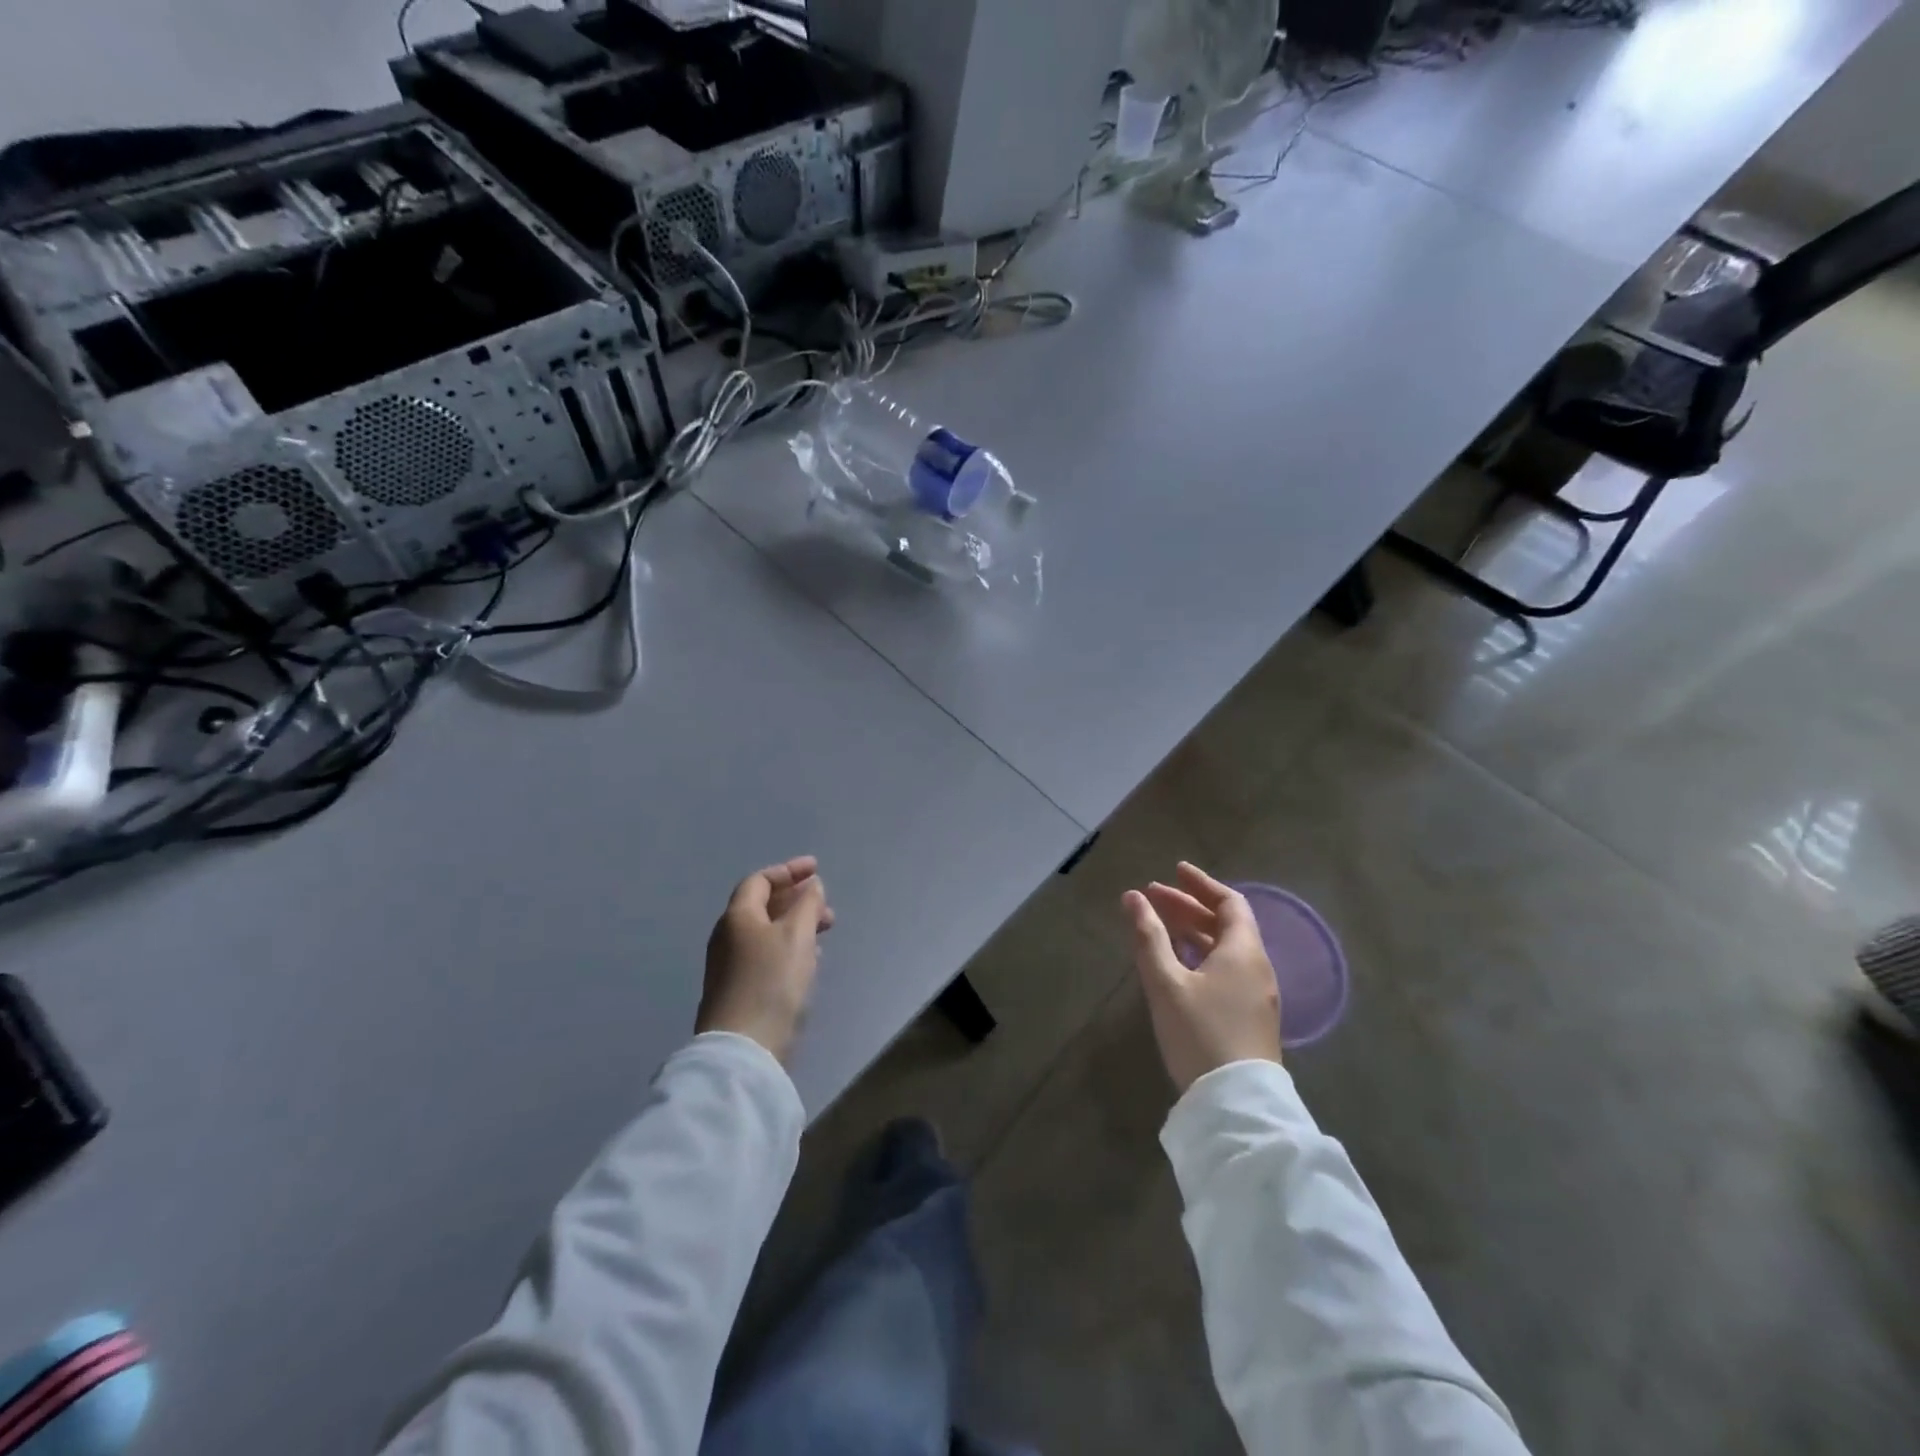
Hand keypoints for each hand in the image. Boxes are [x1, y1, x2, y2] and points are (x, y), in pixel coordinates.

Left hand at [698, 857, 835, 1063]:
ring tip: (825, 931)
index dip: (788, 871)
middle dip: (796, 899)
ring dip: (797, 924)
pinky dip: (790, 946)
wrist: (744, 1048)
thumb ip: (807, 905)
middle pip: (762, 906)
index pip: (759, 881)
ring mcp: (730, 966)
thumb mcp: (797, 935)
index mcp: (737, 917)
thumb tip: (810, 886)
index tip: (816, 870)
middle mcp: (728, 937)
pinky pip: (767, 954)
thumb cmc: (772, 981)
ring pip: (768, 932)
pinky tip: (809, 959)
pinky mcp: (740, 990)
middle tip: (826, 905)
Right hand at [1122, 862, 1280, 1093]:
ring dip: (1194, 931)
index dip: (1202, 884)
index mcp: (1243, 952)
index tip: (1175, 871)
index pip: (1229, 902)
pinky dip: (1202, 954)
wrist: (1237, 1105)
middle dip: (1189, 906)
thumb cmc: (1200, 1034)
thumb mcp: (1166, 983)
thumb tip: (1133, 897)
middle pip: (1226, 925)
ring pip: (1225, 949)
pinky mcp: (1251, 1018)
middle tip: (1153, 896)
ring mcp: (1257, 996)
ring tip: (1160, 925)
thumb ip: (1149, 937)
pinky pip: (1227, 970)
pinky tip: (1179, 964)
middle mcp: (1257, 968)